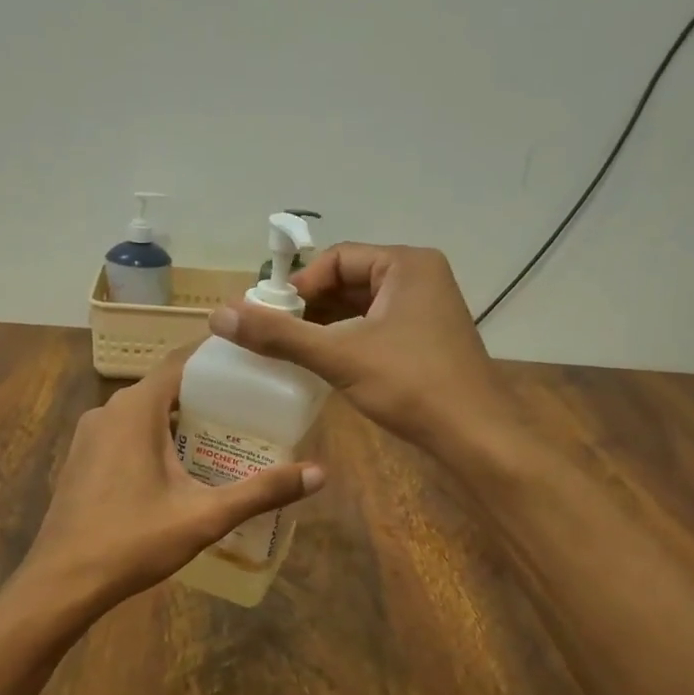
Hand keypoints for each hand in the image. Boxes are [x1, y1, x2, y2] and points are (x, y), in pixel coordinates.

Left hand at [19, 346, 325, 614]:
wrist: (62, 582)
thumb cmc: (133, 540)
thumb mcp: (204, 516)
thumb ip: (261, 491)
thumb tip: (320, 474)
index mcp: (136, 409)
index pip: (182, 361)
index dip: (218, 358)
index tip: (255, 363)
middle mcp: (109, 410)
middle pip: (166, 387)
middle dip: (207, 395)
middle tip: (251, 408)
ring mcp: (90, 435)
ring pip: (144, 412)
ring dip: (181, 419)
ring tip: (224, 436)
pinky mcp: (83, 459)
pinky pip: (126, 433)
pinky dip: (155, 437)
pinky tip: (180, 467)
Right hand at [208, 244, 513, 457]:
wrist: (475, 436)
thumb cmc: (411, 384)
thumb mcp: (339, 356)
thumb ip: (279, 335)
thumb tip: (218, 314)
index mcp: (406, 264)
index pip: (337, 259)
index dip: (298, 286)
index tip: (268, 316)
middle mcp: (419, 278)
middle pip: (348, 281)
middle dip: (309, 307)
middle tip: (272, 334)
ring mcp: (426, 311)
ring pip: (360, 308)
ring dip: (325, 326)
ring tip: (289, 351)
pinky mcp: (426, 341)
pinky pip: (375, 328)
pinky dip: (346, 341)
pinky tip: (323, 364)